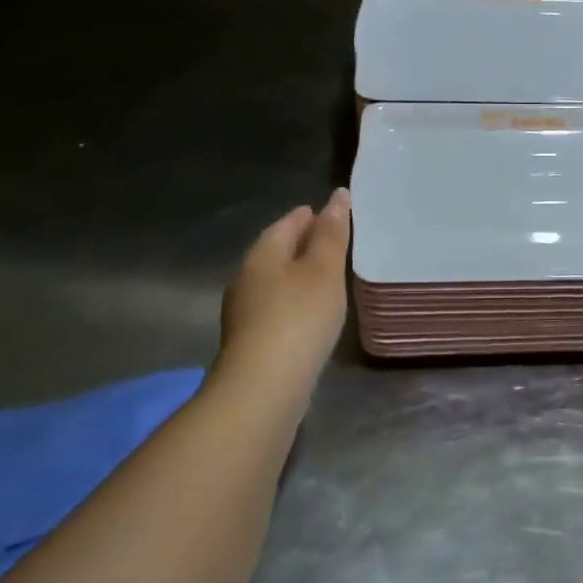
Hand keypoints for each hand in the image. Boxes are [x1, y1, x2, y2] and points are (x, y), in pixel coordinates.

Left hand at [218, 188, 350, 382]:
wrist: (264, 386)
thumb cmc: (299, 318)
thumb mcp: (323, 271)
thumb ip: (332, 234)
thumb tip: (338, 196)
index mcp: (262, 255)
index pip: (285, 224)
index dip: (308, 216)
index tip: (326, 212)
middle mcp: (246, 278)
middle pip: (276, 252)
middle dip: (300, 244)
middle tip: (330, 240)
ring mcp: (244, 312)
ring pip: (274, 282)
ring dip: (296, 275)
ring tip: (325, 277)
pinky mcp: (251, 341)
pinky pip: (275, 308)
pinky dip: (293, 302)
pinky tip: (310, 314)